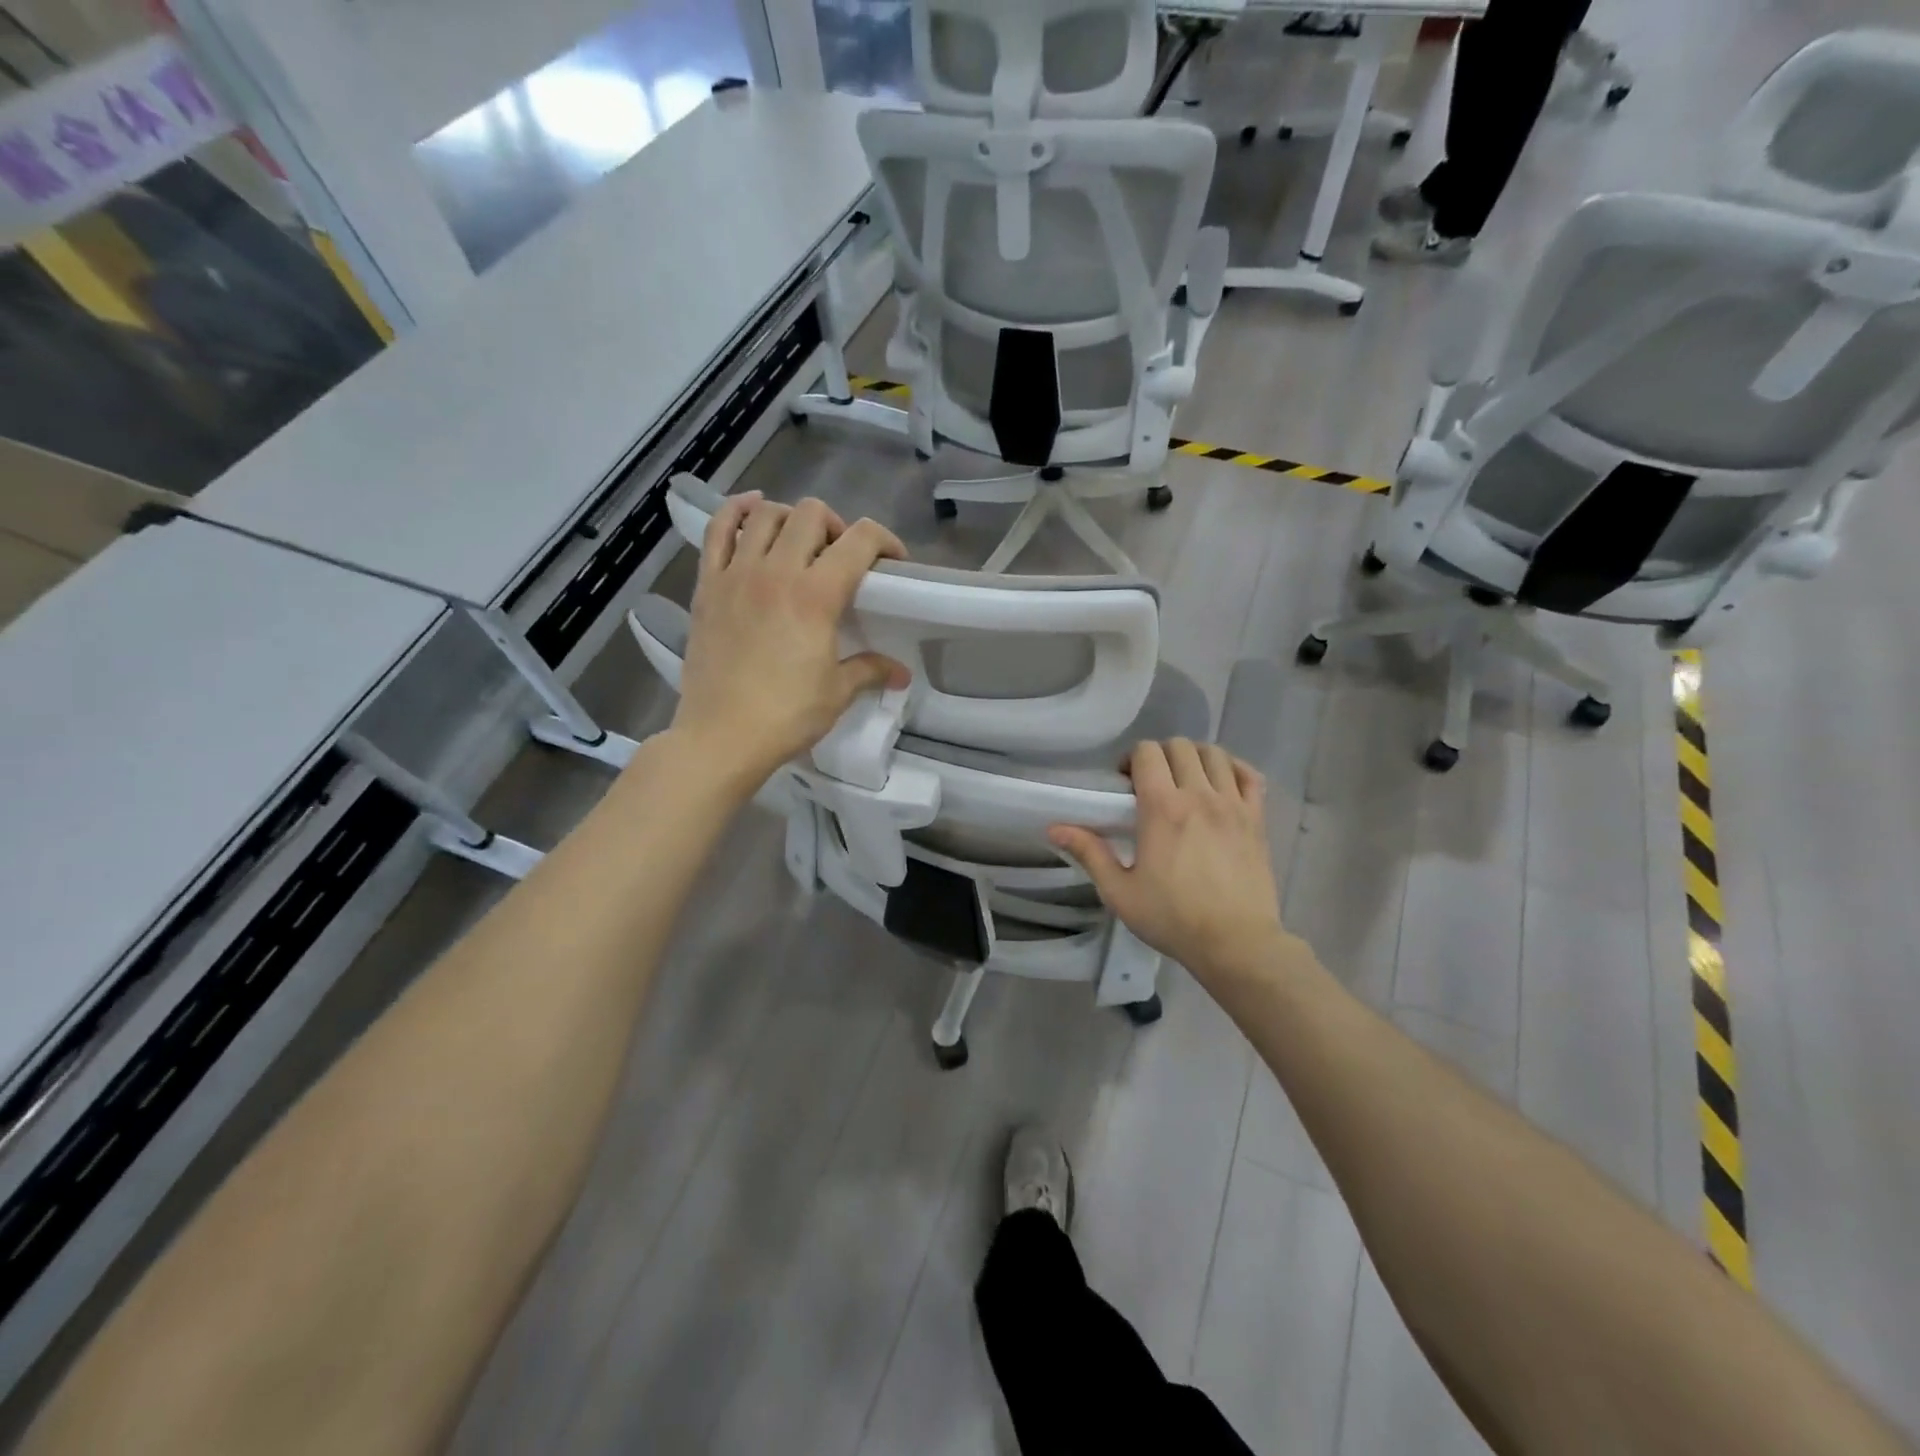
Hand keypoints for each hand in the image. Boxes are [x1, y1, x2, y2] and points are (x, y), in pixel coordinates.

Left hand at [670, 494, 909, 789]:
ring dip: (791, 519)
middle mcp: (777, 571)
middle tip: (840, 558)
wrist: (721, 736)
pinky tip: (752, 511)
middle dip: (836, 527)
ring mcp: (736, 574)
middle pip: (811, 514)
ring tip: (799, 542)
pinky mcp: (708, 585)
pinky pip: (719, 530)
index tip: (891, 561)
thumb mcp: (837, 692)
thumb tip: (900, 672)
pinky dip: (737, 512)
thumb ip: (870, 670)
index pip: (859, 541)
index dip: (884, 540)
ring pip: (766, 514)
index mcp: (816, 595)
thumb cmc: (786, 715)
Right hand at [1049, 740, 1283, 979]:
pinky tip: (1221, 784)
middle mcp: (1199, 795)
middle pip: (1180, 746)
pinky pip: (1250, 775)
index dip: (1132, 759)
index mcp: (1162, 808)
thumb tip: (1054, 828)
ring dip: (1194, 758)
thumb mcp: (1120, 892)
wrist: (1236, 943)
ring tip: (1185, 782)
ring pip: (1215, 754)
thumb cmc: (1173, 918)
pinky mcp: (1257, 819)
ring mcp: (1233, 805)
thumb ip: (1089, 853)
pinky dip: (1233, 769)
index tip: (1125, 784)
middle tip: (1151, 784)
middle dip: (1160, 756)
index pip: (1147, 753)